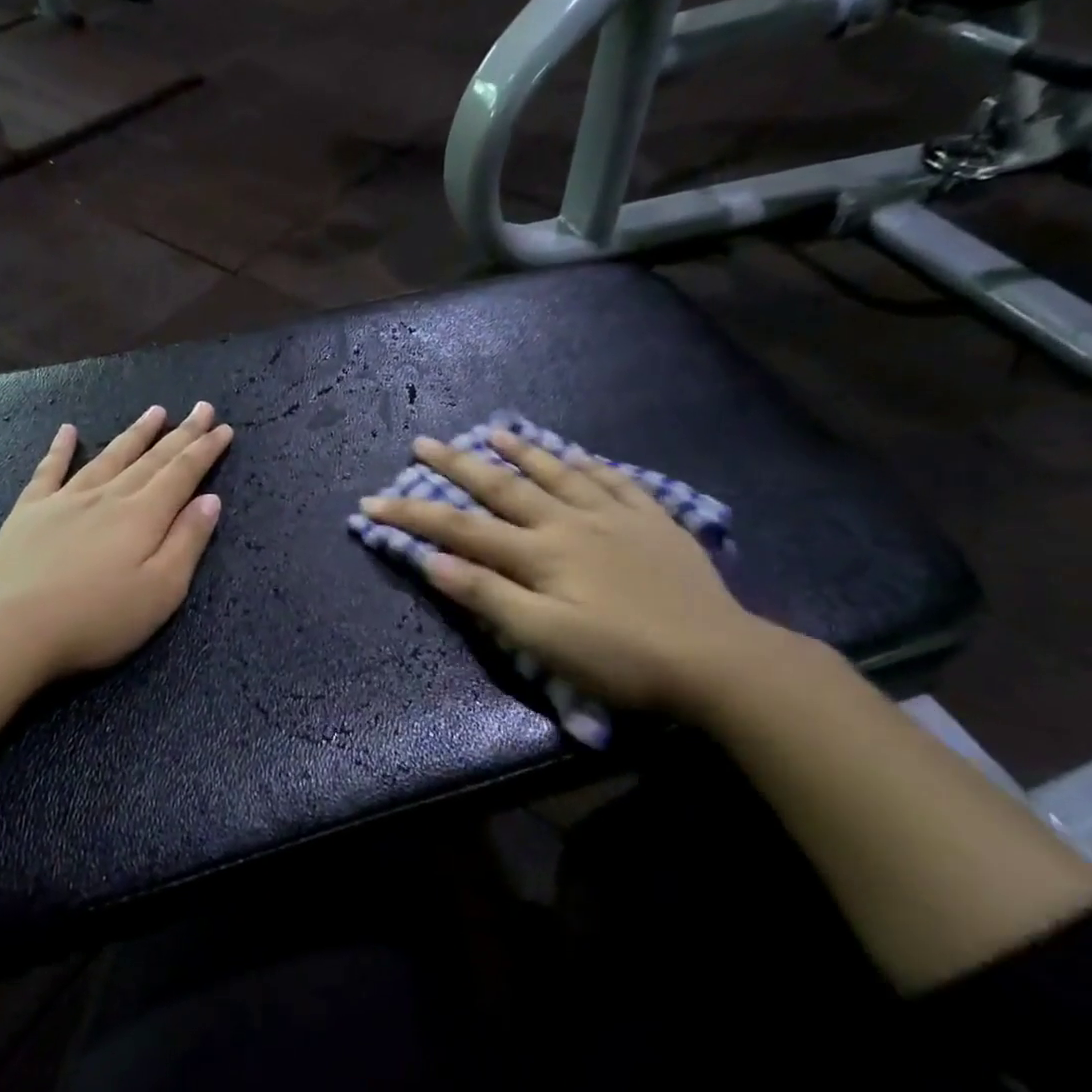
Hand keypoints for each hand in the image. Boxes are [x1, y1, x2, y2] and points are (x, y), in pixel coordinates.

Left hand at [0, 402, 233, 682]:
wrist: (14, 629)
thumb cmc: (98, 619)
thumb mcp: (161, 591)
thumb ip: (187, 542)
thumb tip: (210, 500)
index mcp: (143, 517)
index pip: (182, 474)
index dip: (204, 450)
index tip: (224, 428)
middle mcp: (108, 497)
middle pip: (151, 459)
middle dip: (180, 433)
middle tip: (201, 408)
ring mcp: (65, 499)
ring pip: (108, 457)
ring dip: (135, 434)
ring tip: (155, 411)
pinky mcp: (30, 511)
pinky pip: (49, 470)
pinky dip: (60, 448)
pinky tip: (67, 430)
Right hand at [360, 431, 770, 716]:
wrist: (720, 661)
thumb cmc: (621, 657)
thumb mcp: (543, 638)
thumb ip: (487, 596)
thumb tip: (433, 560)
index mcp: (539, 553)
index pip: (460, 528)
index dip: (413, 514)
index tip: (371, 502)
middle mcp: (571, 522)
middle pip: (503, 487)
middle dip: (457, 465)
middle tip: (423, 441)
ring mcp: (616, 517)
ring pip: (559, 473)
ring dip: (521, 451)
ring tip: (494, 430)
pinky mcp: (654, 524)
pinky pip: (616, 481)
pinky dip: (591, 465)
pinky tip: (581, 456)